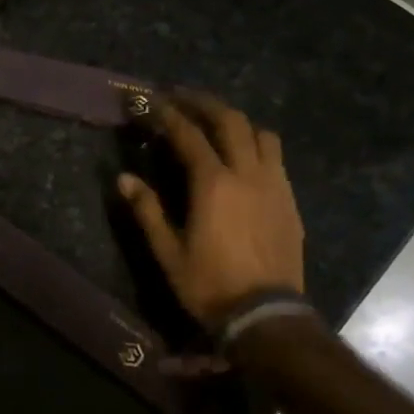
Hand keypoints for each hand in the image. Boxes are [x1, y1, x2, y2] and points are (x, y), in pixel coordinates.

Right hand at [116, 91, 305, 332]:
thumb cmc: (210, 285)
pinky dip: (256, 146)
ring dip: (237, 121)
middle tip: (182, 98)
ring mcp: (274, 185)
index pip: (188, 135)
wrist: (267, 315)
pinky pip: (275, 158)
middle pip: (231, 121)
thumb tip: (124, 179)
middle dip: (205, 103)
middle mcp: (247, 174)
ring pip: (261, 134)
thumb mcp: (168, 252)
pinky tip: (243, 158)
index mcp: (213, 184)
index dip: (168, 115)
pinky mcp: (289, 201)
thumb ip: (148, 211)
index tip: (151, 102)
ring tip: (217, 125)